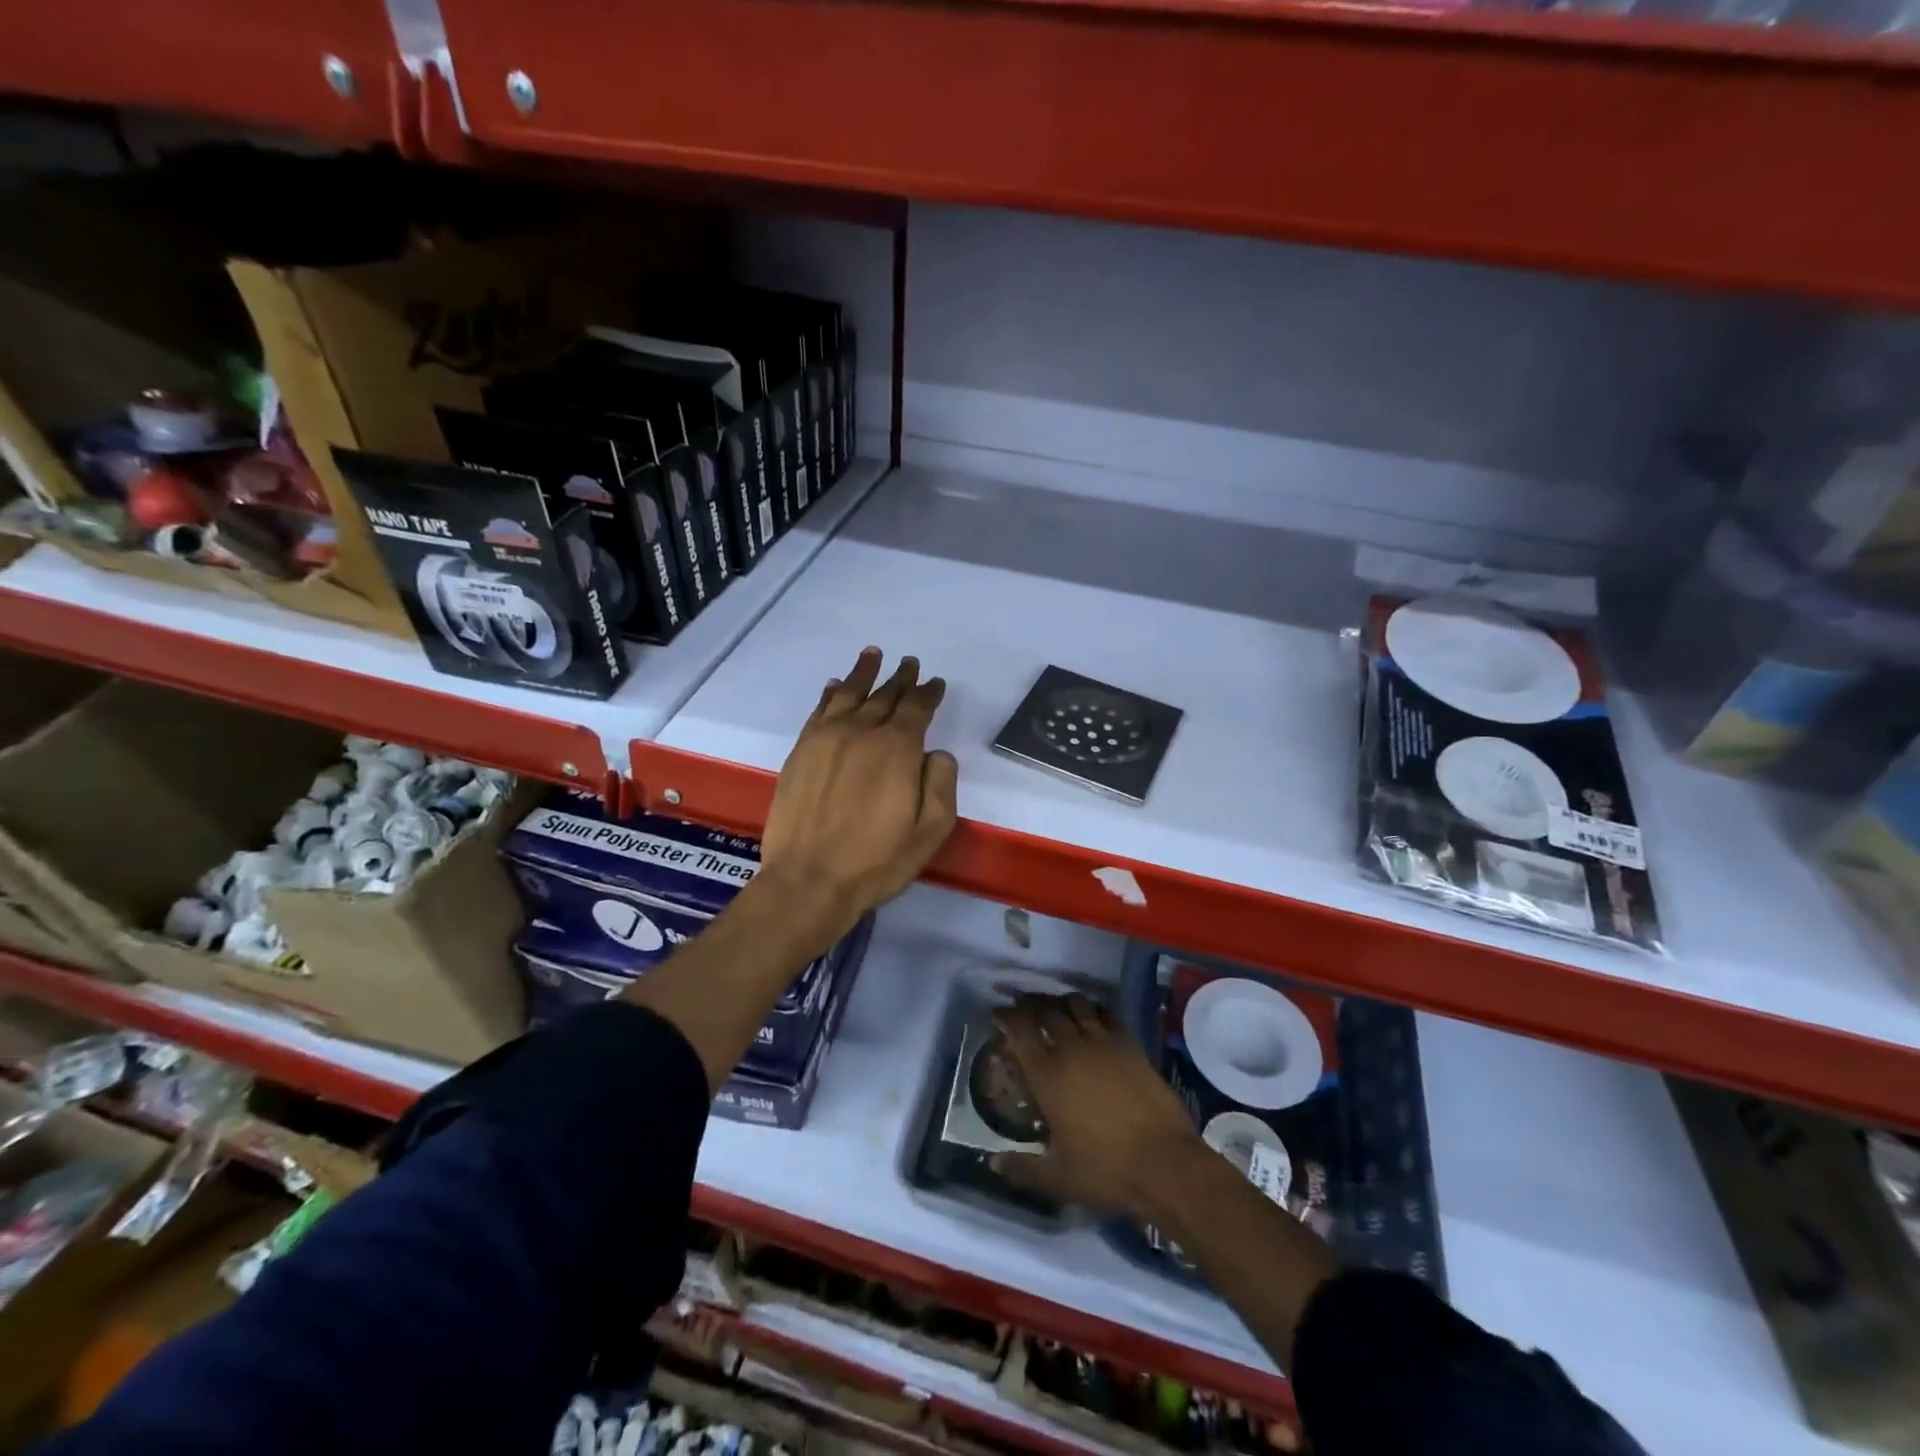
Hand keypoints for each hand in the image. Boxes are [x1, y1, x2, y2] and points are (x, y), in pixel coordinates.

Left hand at [758, 648, 958, 936]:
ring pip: (848, 694)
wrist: (809, 880)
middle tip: (909, 663)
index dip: (929, 692)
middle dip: (900, 678)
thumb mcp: (931, 830)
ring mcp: (825, 739)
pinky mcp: (801, 751)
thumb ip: (942, 783)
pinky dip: (830, 693)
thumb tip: (935, 753)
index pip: (917, 708)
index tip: (936, 682)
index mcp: (897, 749)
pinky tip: (834, 685)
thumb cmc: (877, 861)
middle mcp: (861, 732)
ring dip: (864, 673)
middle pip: (884, 696)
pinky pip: (819, 710)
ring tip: (873, 654)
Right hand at [990, 993, 1201, 1218]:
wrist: (1164, 1163)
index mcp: (1047, 1076)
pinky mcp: (1130, 1045)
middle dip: (1032, 1004)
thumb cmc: (1106, 1170)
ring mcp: (1103, 1043)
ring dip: (1063, 1002)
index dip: (1007, 1016)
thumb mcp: (1058, 1178)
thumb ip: (1022, 1168)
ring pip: (1077, 1005)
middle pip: (1047, 1010)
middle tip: (1026, 1008)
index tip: (999, 1013)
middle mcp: (1071, 1049)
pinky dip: (1095, 1010)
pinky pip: (1108, 1015)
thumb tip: (992, 1163)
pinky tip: (1094, 1017)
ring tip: (1059, 1008)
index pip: (1020, 1031)